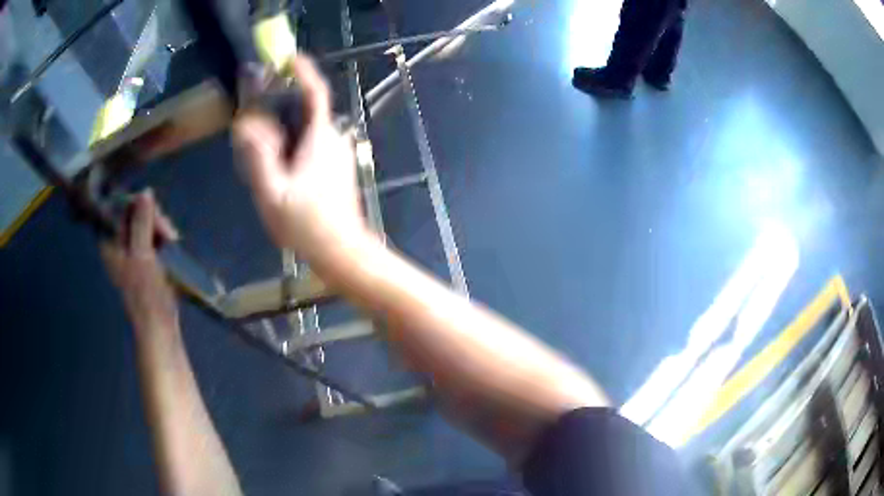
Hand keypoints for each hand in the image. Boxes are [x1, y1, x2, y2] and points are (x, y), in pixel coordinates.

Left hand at [101, 191, 179, 337]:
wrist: (159, 326)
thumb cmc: (146, 293)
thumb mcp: (142, 254)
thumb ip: (141, 222)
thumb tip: (145, 192)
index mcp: (111, 242)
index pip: (122, 208)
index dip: (140, 207)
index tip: (155, 218)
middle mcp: (119, 245)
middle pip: (136, 215)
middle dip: (154, 221)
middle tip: (169, 235)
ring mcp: (132, 254)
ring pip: (147, 226)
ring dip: (162, 231)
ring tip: (173, 243)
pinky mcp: (145, 261)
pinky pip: (153, 239)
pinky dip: (163, 240)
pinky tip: (172, 247)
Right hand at [233, 55, 363, 257]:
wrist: (342, 252)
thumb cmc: (307, 226)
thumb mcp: (273, 193)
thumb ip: (259, 157)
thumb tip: (247, 125)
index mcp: (321, 138)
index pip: (315, 93)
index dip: (303, 72)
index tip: (288, 58)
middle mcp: (334, 139)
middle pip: (306, 110)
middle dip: (281, 107)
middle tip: (253, 120)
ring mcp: (337, 154)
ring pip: (307, 129)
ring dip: (284, 130)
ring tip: (258, 150)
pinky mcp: (336, 169)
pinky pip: (310, 145)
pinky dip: (292, 145)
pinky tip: (276, 168)